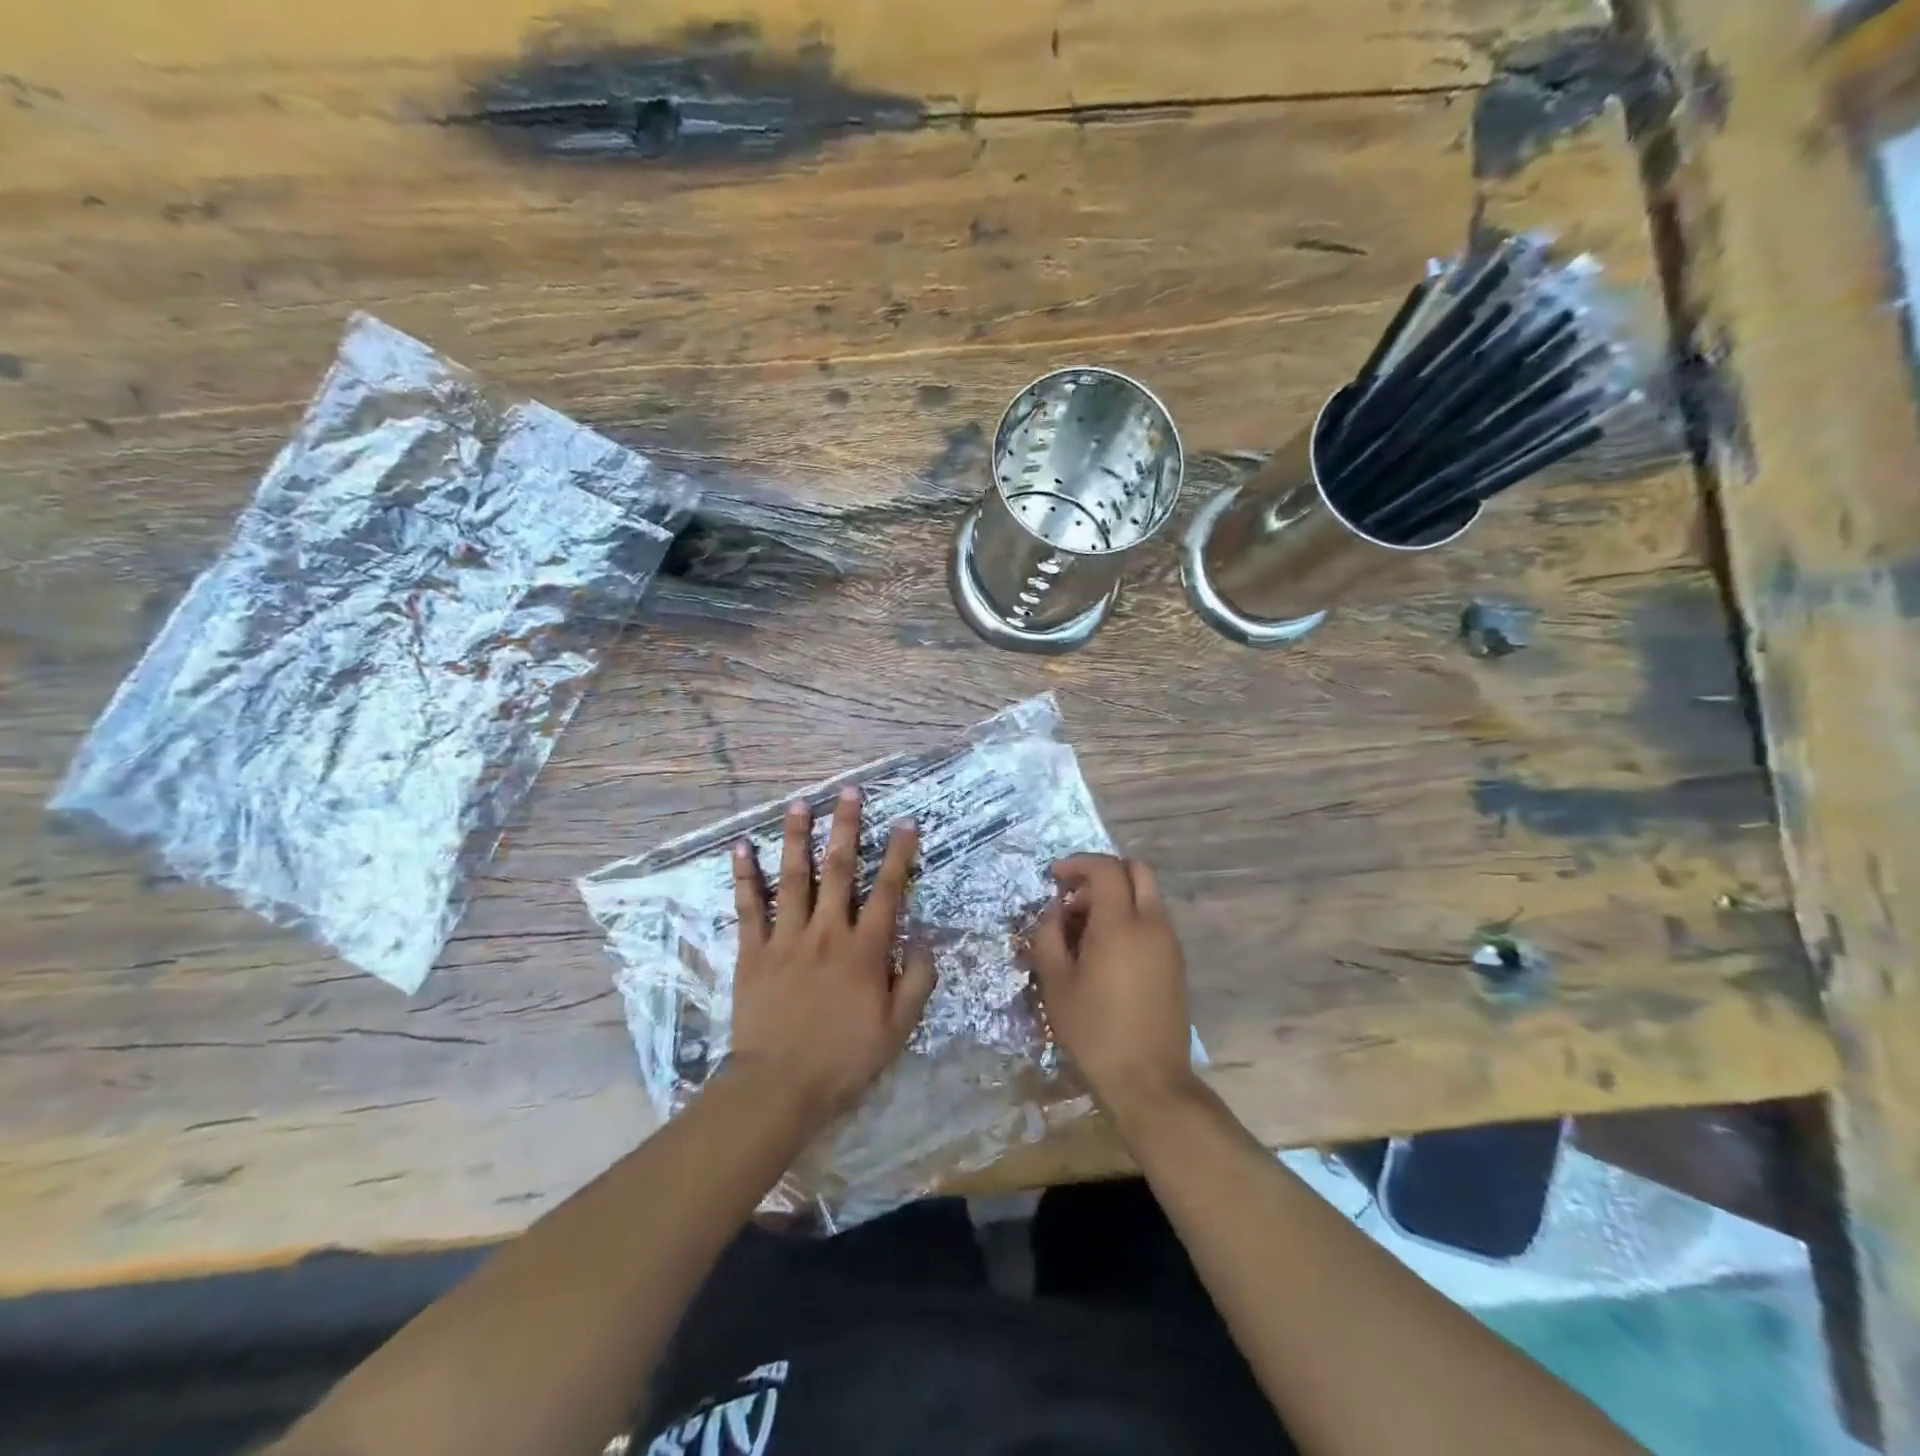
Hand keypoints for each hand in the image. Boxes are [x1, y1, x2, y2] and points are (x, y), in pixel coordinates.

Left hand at [727, 787, 935, 1123]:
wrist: (779, 1086)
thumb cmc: (844, 1059)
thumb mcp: (898, 1029)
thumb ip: (917, 981)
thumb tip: (924, 940)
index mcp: (865, 950)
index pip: (888, 891)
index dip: (900, 855)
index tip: (907, 823)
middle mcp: (827, 932)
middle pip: (840, 870)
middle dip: (847, 827)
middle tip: (849, 792)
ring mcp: (787, 938)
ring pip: (795, 877)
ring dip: (798, 838)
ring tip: (800, 804)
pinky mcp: (753, 951)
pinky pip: (749, 907)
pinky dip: (745, 876)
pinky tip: (742, 848)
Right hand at [1026, 854, 1199, 1124]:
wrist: (1149, 1081)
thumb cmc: (1095, 1031)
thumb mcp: (1056, 984)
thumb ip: (1048, 937)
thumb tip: (1054, 913)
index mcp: (1120, 924)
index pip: (1105, 868)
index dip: (1077, 864)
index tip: (1053, 877)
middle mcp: (1152, 924)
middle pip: (1136, 870)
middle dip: (1102, 873)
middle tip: (1074, 896)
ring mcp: (1169, 943)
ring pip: (1146, 895)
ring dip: (1116, 897)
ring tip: (1083, 930)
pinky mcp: (1176, 962)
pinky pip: (1152, 921)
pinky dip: (1129, 917)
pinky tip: (1105, 951)